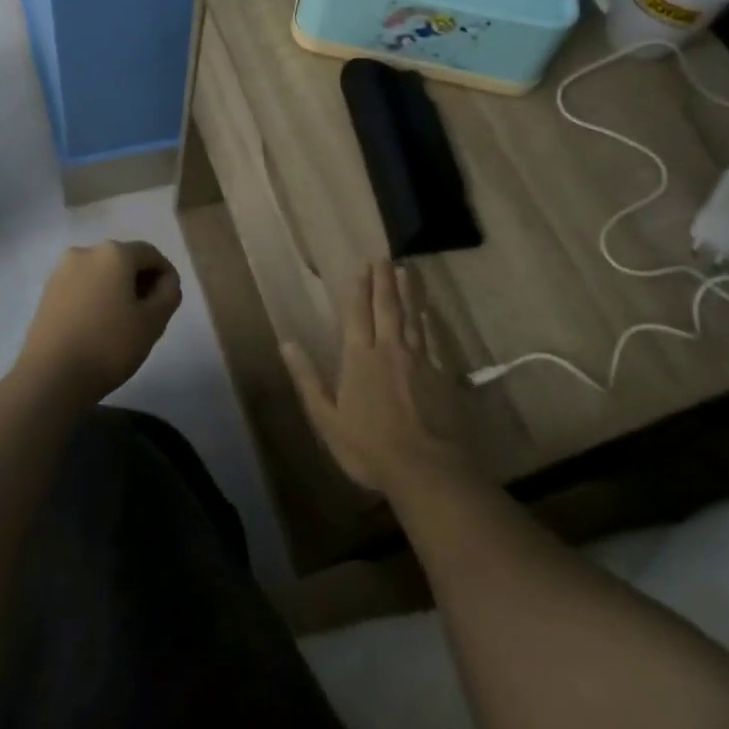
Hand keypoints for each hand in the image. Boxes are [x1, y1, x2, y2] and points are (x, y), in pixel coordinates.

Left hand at [17, 241, 182, 405]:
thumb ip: (169, 294)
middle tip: (150, 314)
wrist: (50, 377)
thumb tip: (166, 282)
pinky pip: (82, 287)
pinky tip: (99, 326)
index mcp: (114, 253)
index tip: (170, 302)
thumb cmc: (108, 345)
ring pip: (101, 274)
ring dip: (118, 290)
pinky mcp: (47, 292)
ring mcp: (62, 271)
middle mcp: (86, 252)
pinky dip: (96, 298)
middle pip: (124, 260)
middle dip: (141, 282)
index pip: (151, 255)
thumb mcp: (153, 322)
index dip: (166, 276)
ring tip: (124, 323)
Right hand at [281, 262, 477, 498]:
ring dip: (408, 292)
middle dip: (384, 281)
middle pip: (386, 308)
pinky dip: (430, 322)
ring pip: (412, 317)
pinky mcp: (441, 374)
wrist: (427, 470)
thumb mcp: (327, 419)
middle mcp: (389, 350)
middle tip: (385, 258)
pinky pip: (434, 339)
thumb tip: (287, 342)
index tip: (363, 267)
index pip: (358, 314)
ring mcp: (418, 360)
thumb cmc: (369, 448)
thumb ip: (308, 379)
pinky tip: (430, 312)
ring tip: (407, 271)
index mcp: (358, 358)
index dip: (359, 289)